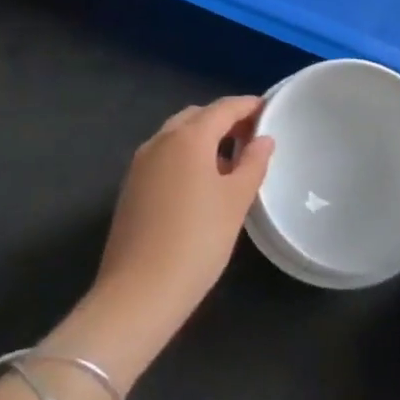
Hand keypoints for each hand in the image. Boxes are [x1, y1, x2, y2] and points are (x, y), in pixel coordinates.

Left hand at [81, 98, 272, 374]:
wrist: (138, 294)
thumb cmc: (197, 242)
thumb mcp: (235, 202)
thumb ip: (253, 164)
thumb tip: (263, 139)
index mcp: (189, 137)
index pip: (223, 107)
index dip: (248, 105)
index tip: (268, 110)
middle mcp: (160, 140)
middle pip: (197, 116)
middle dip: (224, 120)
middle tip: (251, 138)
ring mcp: (140, 163)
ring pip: (177, 135)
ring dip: (203, 138)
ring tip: (229, 162)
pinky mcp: (130, 186)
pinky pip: (164, 156)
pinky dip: (185, 156)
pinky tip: (200, 184)